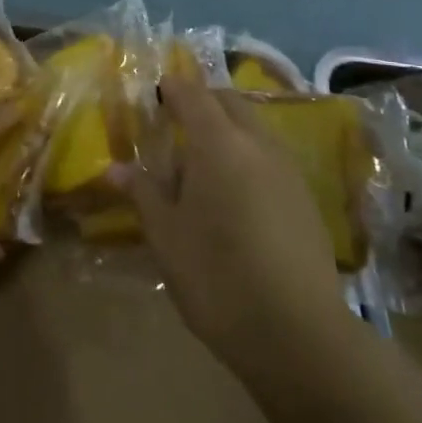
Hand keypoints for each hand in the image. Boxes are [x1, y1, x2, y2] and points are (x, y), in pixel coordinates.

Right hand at [110, 75, 349, 375]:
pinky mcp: (306, 198)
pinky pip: (270, 156)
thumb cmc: (217, 277)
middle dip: (203, 103)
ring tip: (201, 166)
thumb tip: (115, 168)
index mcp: (218, 143)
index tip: (155, 93)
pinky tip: (234, 196)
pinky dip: (248, 156)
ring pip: (253, 128)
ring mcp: (287, 169)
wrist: (299, 334)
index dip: (172, 88)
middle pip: (229, 102)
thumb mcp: (166, 237)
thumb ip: (143, 193)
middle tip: (175, 124)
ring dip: (227, 130)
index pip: (192, 94)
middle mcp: (257, 143)